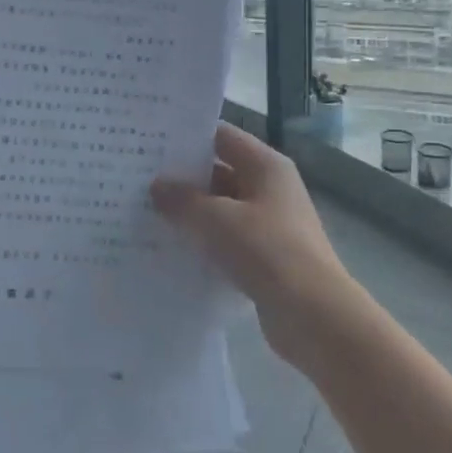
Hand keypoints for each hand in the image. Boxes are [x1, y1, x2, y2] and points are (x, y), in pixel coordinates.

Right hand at [151, 124, 358, 362]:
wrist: (313, 316)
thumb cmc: (266, 251)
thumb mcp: (216, 219)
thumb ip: (182, 200)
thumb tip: (157, 186)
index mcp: (266, 166)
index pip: (221, 136)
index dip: (187, 137)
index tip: (149, 140)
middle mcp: (270, 188)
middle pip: (220, 171)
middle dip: (182, 177)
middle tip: (138, 179)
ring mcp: (270, 224)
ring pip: (221, 208)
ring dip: (190, 213)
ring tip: (144, 213)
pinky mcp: (265, 257)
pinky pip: (227, 239)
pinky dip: (203, 241)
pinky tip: (170, 248)